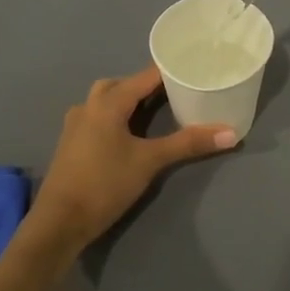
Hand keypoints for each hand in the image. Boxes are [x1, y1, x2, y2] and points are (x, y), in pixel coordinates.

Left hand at [23, 66, 237, 258]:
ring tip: (154, 111)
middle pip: (122, 84)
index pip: (145, 76)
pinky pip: (97, 116)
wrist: (59, 222)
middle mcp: (89, 105)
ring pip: (106, 100)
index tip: (193, 68)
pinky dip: (116, 116)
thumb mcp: (150, 162)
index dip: (169, 71)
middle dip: (147, 85)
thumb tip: (230, 133)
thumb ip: (188, 144)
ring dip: (128, 100)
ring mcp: (76, 124)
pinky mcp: (71, 143)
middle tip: (175, 92)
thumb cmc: (104, 184)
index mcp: (108, 102)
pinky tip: (129, 133)